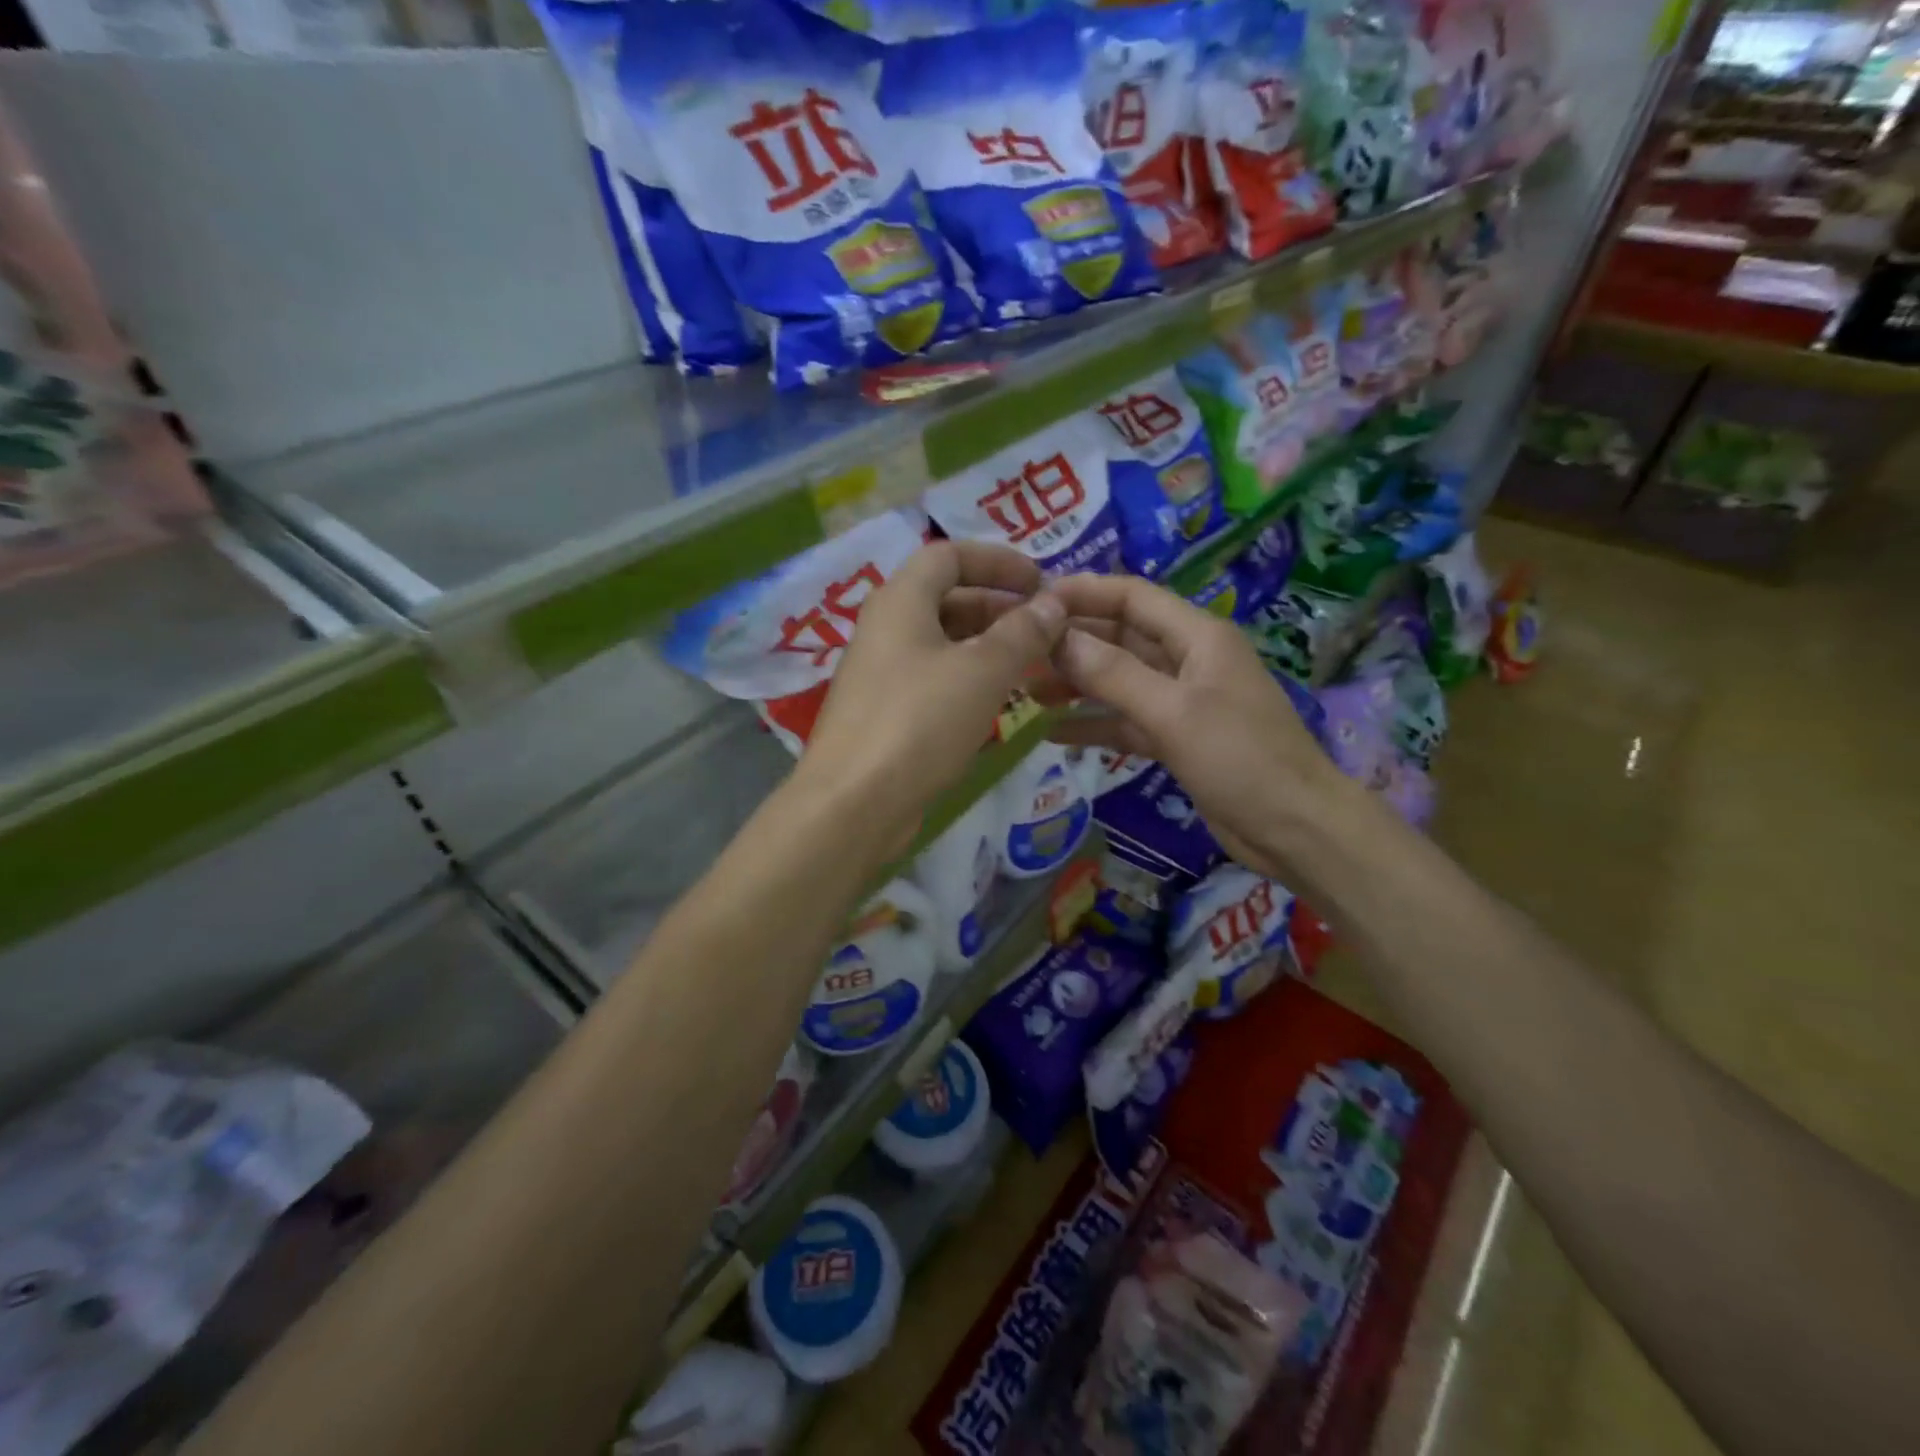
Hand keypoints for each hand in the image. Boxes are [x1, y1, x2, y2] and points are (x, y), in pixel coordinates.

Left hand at [799, 541, 1066, 844]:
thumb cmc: (920, 722)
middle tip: (1045, 629)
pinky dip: (968, 679)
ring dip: (987, 646)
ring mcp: (881, 672)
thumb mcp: (983, 671)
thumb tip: (1053, 602)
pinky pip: (933, 679)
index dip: (998, 560)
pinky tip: (998, 701)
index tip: (1040, 582)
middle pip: (946, 598)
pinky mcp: (884, 713)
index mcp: (900, 600)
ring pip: (942, 643)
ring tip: (1033, 664)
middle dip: (998, 606)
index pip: (949, 554)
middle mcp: (885, 628)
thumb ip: (1022, 632)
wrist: (854, 803)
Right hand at [1044, 574, 1355, 881]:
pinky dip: (1094, 724)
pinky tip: (1053, 732)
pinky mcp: (1177, 738)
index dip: (1084, 593)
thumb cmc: (1240, 758)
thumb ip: (1112, 675)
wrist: (1294, 828)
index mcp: (1197, 636)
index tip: (1033, 602)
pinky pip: (1126, 721)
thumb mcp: (1173, 712)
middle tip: (1019, 652)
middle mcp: (1188, 660)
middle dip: (1073, 642)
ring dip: (1078, 684)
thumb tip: (1056, 639)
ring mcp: (1182, 701)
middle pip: (1121, 638)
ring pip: (1119, 681)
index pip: (1132, 597)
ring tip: (1027, 691)